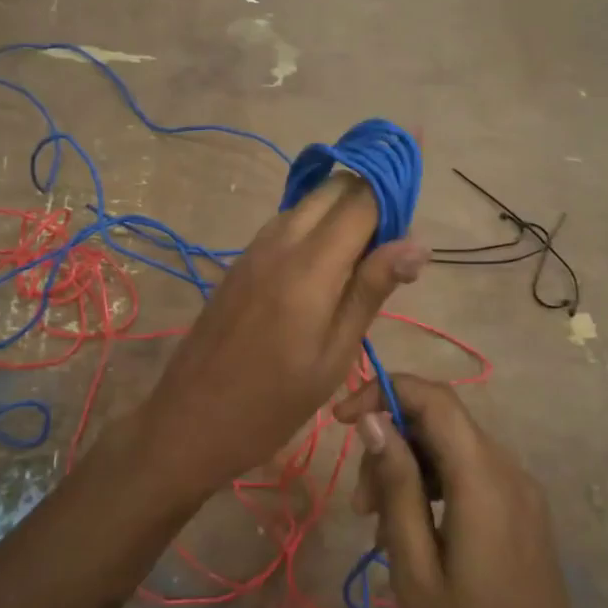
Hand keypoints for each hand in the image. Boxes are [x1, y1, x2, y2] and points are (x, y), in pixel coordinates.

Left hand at [136, 175, 425, 497]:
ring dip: (341, 212)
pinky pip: (286, 223)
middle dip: (369, 198)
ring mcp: (254, 248)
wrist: (190, 419)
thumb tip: (417, 243)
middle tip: (389, 249)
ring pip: (308, 202)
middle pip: (334, 188)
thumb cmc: (274, 401)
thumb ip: (371, 290)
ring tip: (362, 263)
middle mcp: (280, 241)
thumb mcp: (335, 354)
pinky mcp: (240, 261)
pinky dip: (314, 228)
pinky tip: (324, 271)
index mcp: (310, 265)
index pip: (362, 199)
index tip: (413, 227)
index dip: (394, 196)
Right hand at [335, 375, 597, 607]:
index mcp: (484, 480)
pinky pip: (470, 476)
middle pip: (440, 422)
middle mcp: (509, 472)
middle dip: (391, 444)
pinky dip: (433, 488)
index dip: (384, 392)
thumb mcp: (416, 567)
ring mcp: (522, 493)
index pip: (434, 399)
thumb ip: (397, 486)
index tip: (341, 421)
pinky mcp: (523, 514)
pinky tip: (412, 533)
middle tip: (359, 505)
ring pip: (452, 449)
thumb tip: (374, 422)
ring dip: (408, 469)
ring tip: (379, 527)